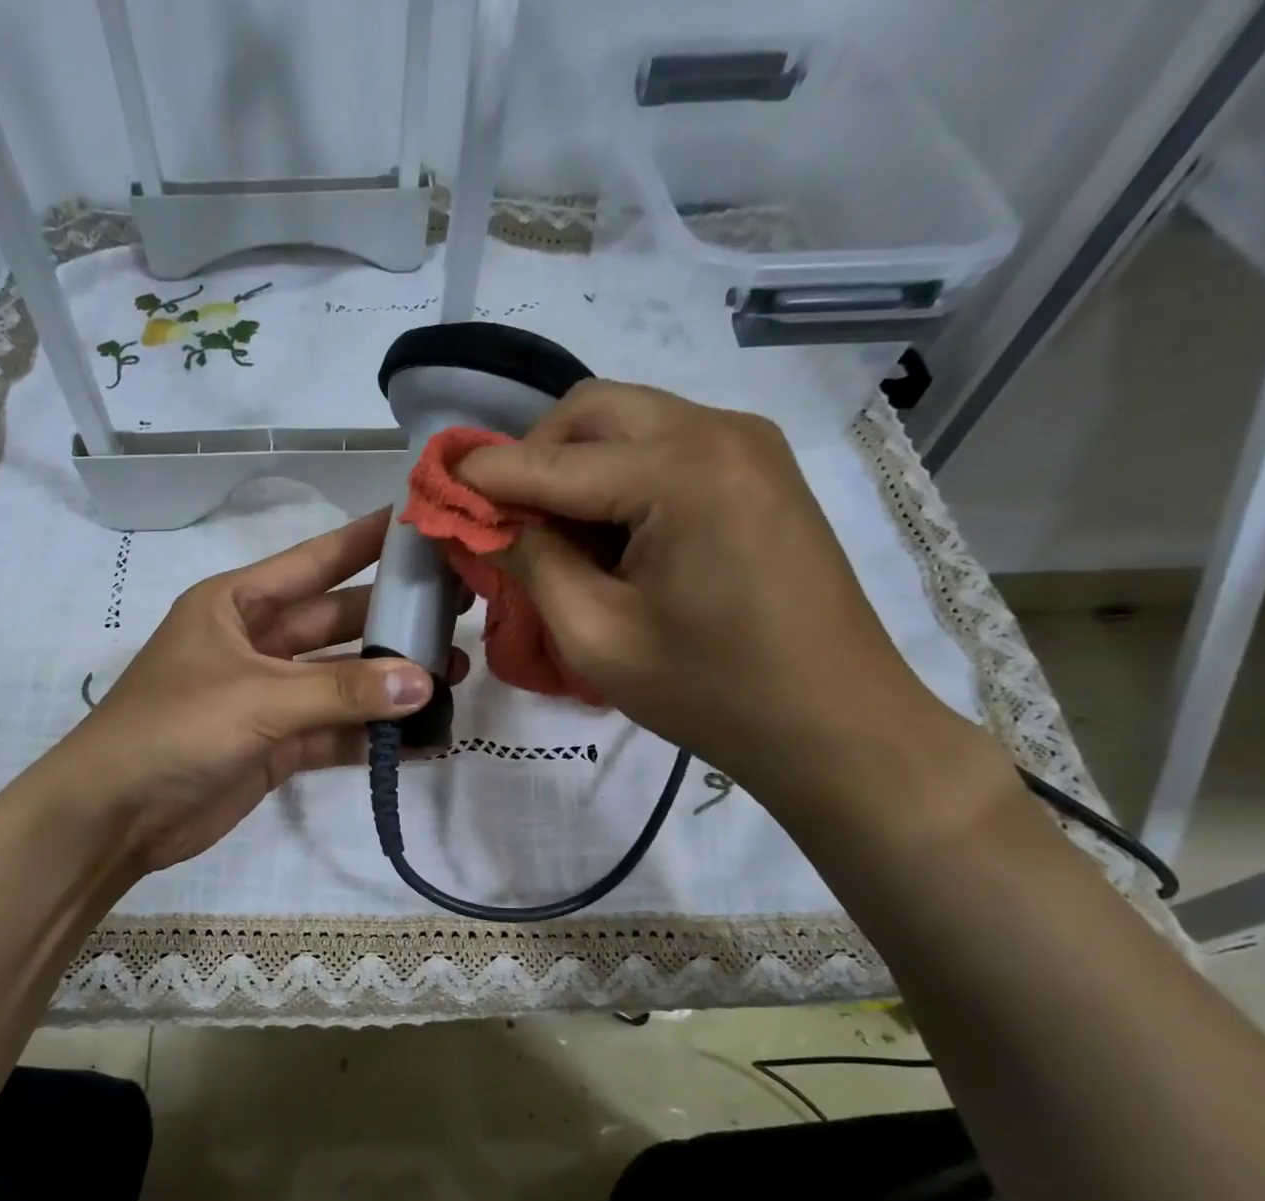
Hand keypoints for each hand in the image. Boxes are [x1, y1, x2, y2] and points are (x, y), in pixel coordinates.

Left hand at [55, 509, 468, 872]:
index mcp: (236, 604)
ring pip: (342, 681)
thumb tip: (425, 683)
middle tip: (459, 615)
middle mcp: (256, 643)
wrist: (115, 815)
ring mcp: (268, 697)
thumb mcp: (257, 697)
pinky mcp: (277, 746)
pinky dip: (373, 736)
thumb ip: (341, 690)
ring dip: (391, 683)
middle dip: (393, 622)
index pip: (314, 562)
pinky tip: (424, 737)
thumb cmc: (174, 728)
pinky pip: (335, 732)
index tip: (421, 524)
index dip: (365, 541)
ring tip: (455, 676)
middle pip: (337, 622)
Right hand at [456, 380, 985, 810]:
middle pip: (591, 412)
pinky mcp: (758, 470)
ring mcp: (747, 445)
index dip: (481, 476)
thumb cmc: (709, 692)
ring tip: (555, 539)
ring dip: (574, 468)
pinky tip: (610, 538)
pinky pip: (665, 448)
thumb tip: (478, 521)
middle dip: (531, 458)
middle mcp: (718, 431)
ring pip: (628, 424)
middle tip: (502, 522)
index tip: (430, 490)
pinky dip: (618, 479)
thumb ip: (529, 563)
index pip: (549, 460)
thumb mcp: (595, 636)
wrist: (834, 723)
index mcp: (680, 472)